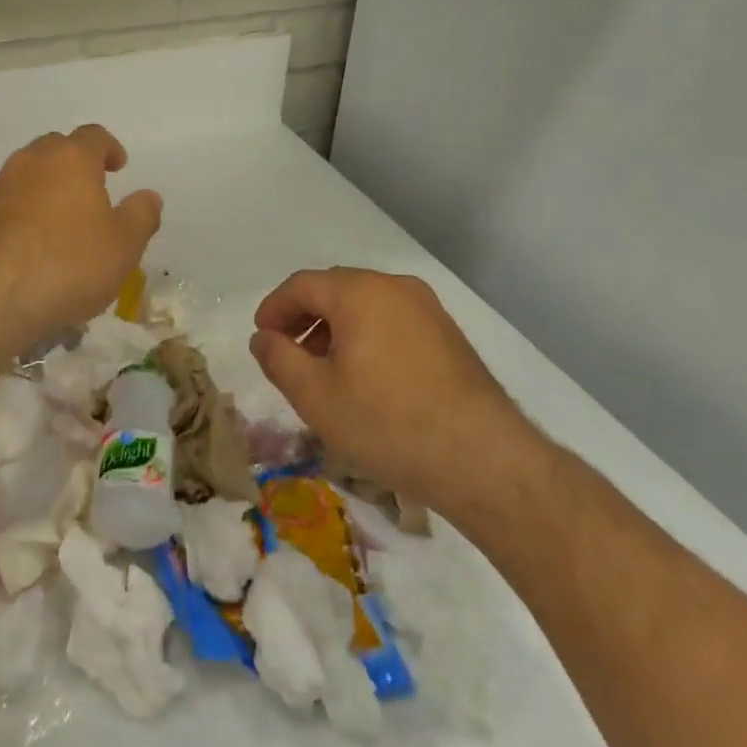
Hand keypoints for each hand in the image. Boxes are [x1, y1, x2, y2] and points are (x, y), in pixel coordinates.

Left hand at [0, 124, 161, 362]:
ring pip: (28, 175)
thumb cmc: (68, 262)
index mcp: (71, 158)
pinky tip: (34, 245)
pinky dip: (24, 214)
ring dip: (47, 189)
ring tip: (62, 221)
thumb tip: (148, 196)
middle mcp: (31, 162)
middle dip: (75, 163)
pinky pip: (9, 204)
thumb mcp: (124, 246)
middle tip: (92, 190)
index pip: (93, 136)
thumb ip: (141, 216)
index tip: (119, 166)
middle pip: (56, 148)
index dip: (109, 148)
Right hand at [250, 268, 537, 523]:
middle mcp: (394, 287)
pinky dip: (367, 337)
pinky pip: (392, 321)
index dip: (274, 308)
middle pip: (334, 289)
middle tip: (288, 354)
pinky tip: (365, 378)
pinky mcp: (448, 335)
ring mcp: (427, 309)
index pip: (302, 285)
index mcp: (359, 292)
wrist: (484, 460)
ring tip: (324, 371)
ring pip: (365, 305)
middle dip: (304, 318)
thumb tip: (263, 338)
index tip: (262, 338)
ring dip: (335, 329)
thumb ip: (279, 359)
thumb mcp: (315, 396)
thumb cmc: (387, 423)